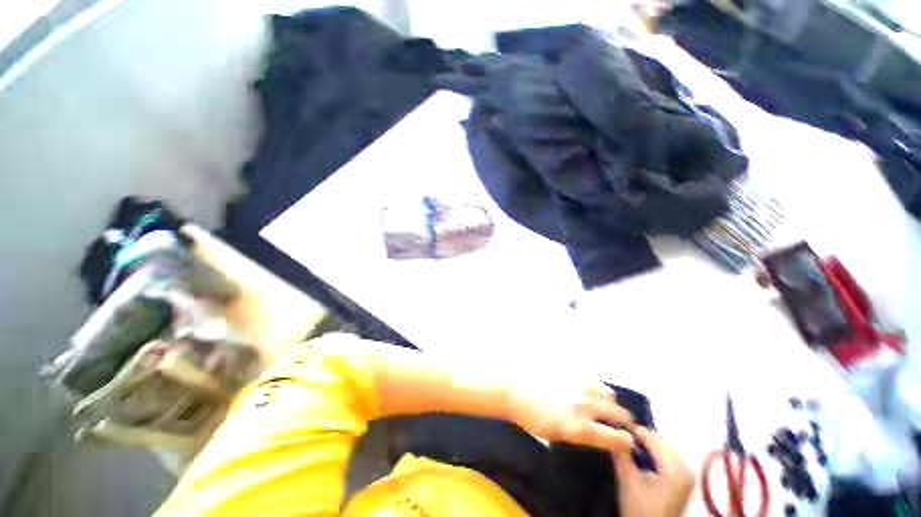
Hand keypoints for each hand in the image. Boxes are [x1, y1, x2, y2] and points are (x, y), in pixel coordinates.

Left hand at [505, 379, 634, 451]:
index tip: (627, 442)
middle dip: (623, 419)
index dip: (625, 442)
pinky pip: (592, 375)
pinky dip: (595, 383)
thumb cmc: (530, 417)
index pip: (615, 438)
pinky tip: (588, 386)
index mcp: (578, 427)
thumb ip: (580, 434)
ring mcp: (577, 384)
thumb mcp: (555, 435)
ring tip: (604, 402)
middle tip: (620, 421)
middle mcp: (583, 404)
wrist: (513, 388)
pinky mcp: (570, 368)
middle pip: (617, 412)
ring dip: (610, 400)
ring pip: (607, 391)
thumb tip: (597, 433)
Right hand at [613, 427, 693, 516]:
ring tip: (627, 447)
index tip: (614, 426)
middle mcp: (686, 467)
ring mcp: (687, 474)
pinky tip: (640, 458)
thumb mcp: (627, 480)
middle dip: (639, 437)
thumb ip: (621, 453)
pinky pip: (667, 456)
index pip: (652, 437)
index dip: (632, 430)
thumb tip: (612, 430)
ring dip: (646, 445)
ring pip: (663, 447)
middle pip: (660, 441)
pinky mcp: (683, 480)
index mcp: (675, 468)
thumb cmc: (640, 509)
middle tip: (619, 436)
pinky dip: (653, 453)